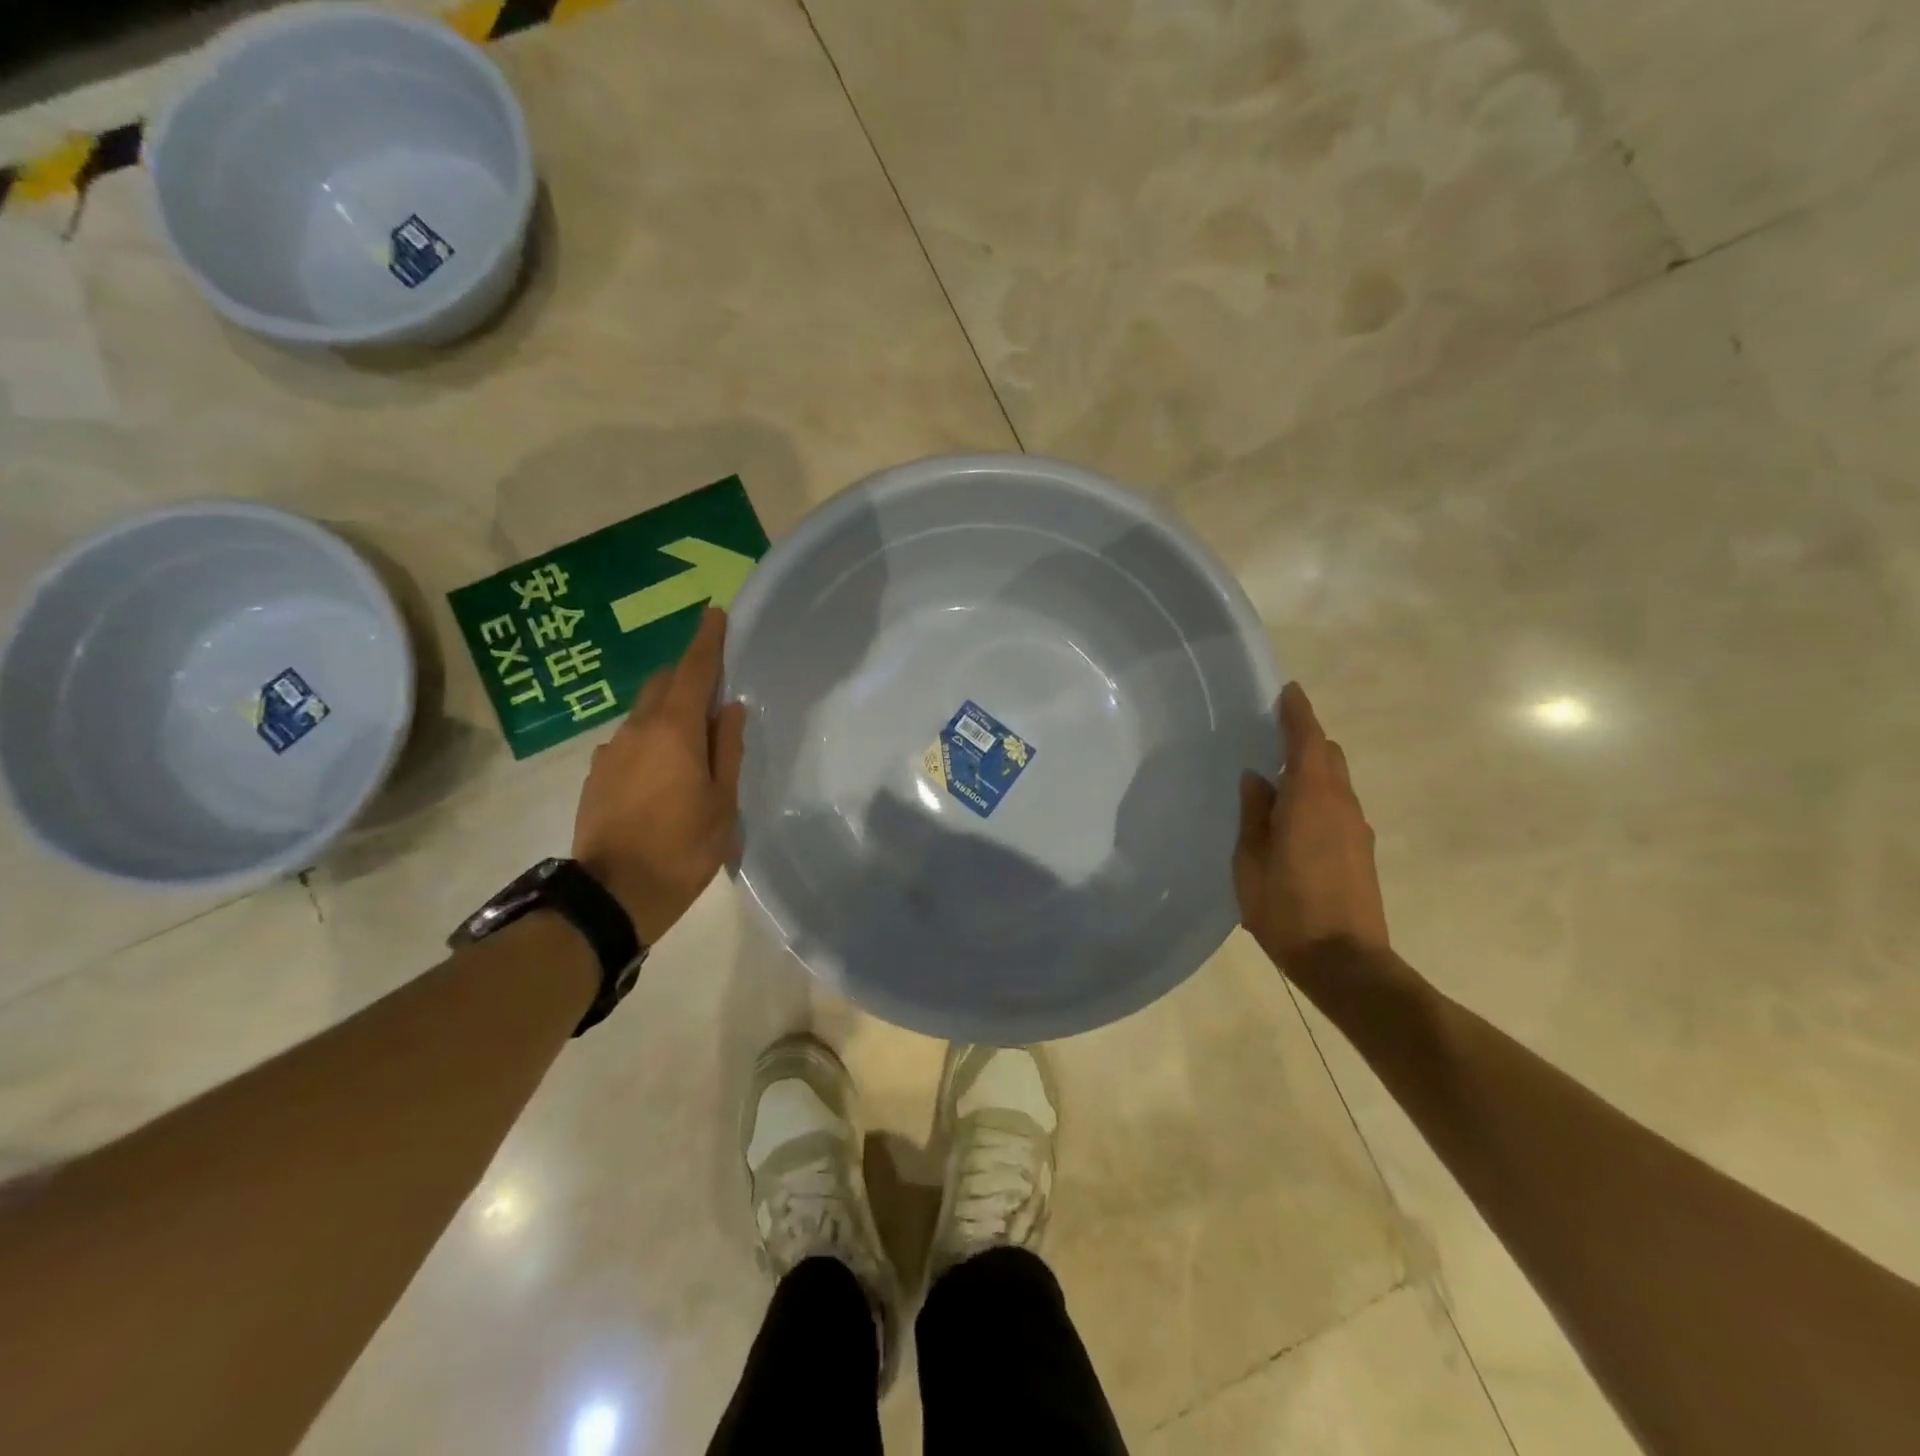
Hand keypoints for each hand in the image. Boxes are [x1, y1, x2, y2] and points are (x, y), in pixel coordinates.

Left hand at [573, 607, 746, 944]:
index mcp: (674, 731)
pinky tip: (663, 772)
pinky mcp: (596, 776)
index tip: (715, 614)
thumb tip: (730, 708)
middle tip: (713, 688)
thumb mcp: (722, 803)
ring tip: (692, 741)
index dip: (706, 642)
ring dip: (668, 711)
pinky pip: (629, 741)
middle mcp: (637, 730)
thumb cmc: (682, 848)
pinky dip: (651, 740)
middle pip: (662, 684)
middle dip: (686, 675)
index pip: (692, 671)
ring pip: (644, 714)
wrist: (613, 896)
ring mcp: (610, 752)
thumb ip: (727, 750)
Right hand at [1234, 682, 1389, 969]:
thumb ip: (1254, 814)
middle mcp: (1341, 805)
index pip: (1308, 741)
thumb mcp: (1251, 861)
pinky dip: (1318, 796)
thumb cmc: (1287, 909)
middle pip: (1329, 756)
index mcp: (1311, 799)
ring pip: (1336, 782)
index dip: (1298, 714)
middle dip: (1306, 739)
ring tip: (1278, 781)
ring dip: (1312, 770)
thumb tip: (1257, 778)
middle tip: (1273, 737)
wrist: (1345, 961)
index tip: (1289, 691)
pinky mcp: (1361, 851)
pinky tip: (1294, 819)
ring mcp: (1357, 828)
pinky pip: (1338, 806)